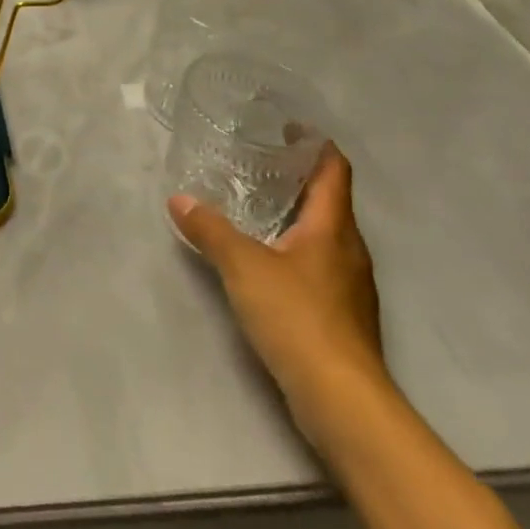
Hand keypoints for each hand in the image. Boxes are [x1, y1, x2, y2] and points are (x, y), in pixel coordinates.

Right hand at [169, 144, 387, 450]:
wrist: (343, 401)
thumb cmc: (298, 318)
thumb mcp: (243, 267)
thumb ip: (211, 230)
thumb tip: (180, 200)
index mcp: (333, 228)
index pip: (334, 169)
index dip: (315, 144)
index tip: (286, 127)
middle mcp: (349, 250)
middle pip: (329, 200)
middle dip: (296, 178)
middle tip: (255, 162)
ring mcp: (349, 286)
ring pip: (323, 236)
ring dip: (294, 216)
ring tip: (253, 205)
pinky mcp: (342, 317)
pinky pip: (318, 266)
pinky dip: (293, 250)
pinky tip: (265, 260)